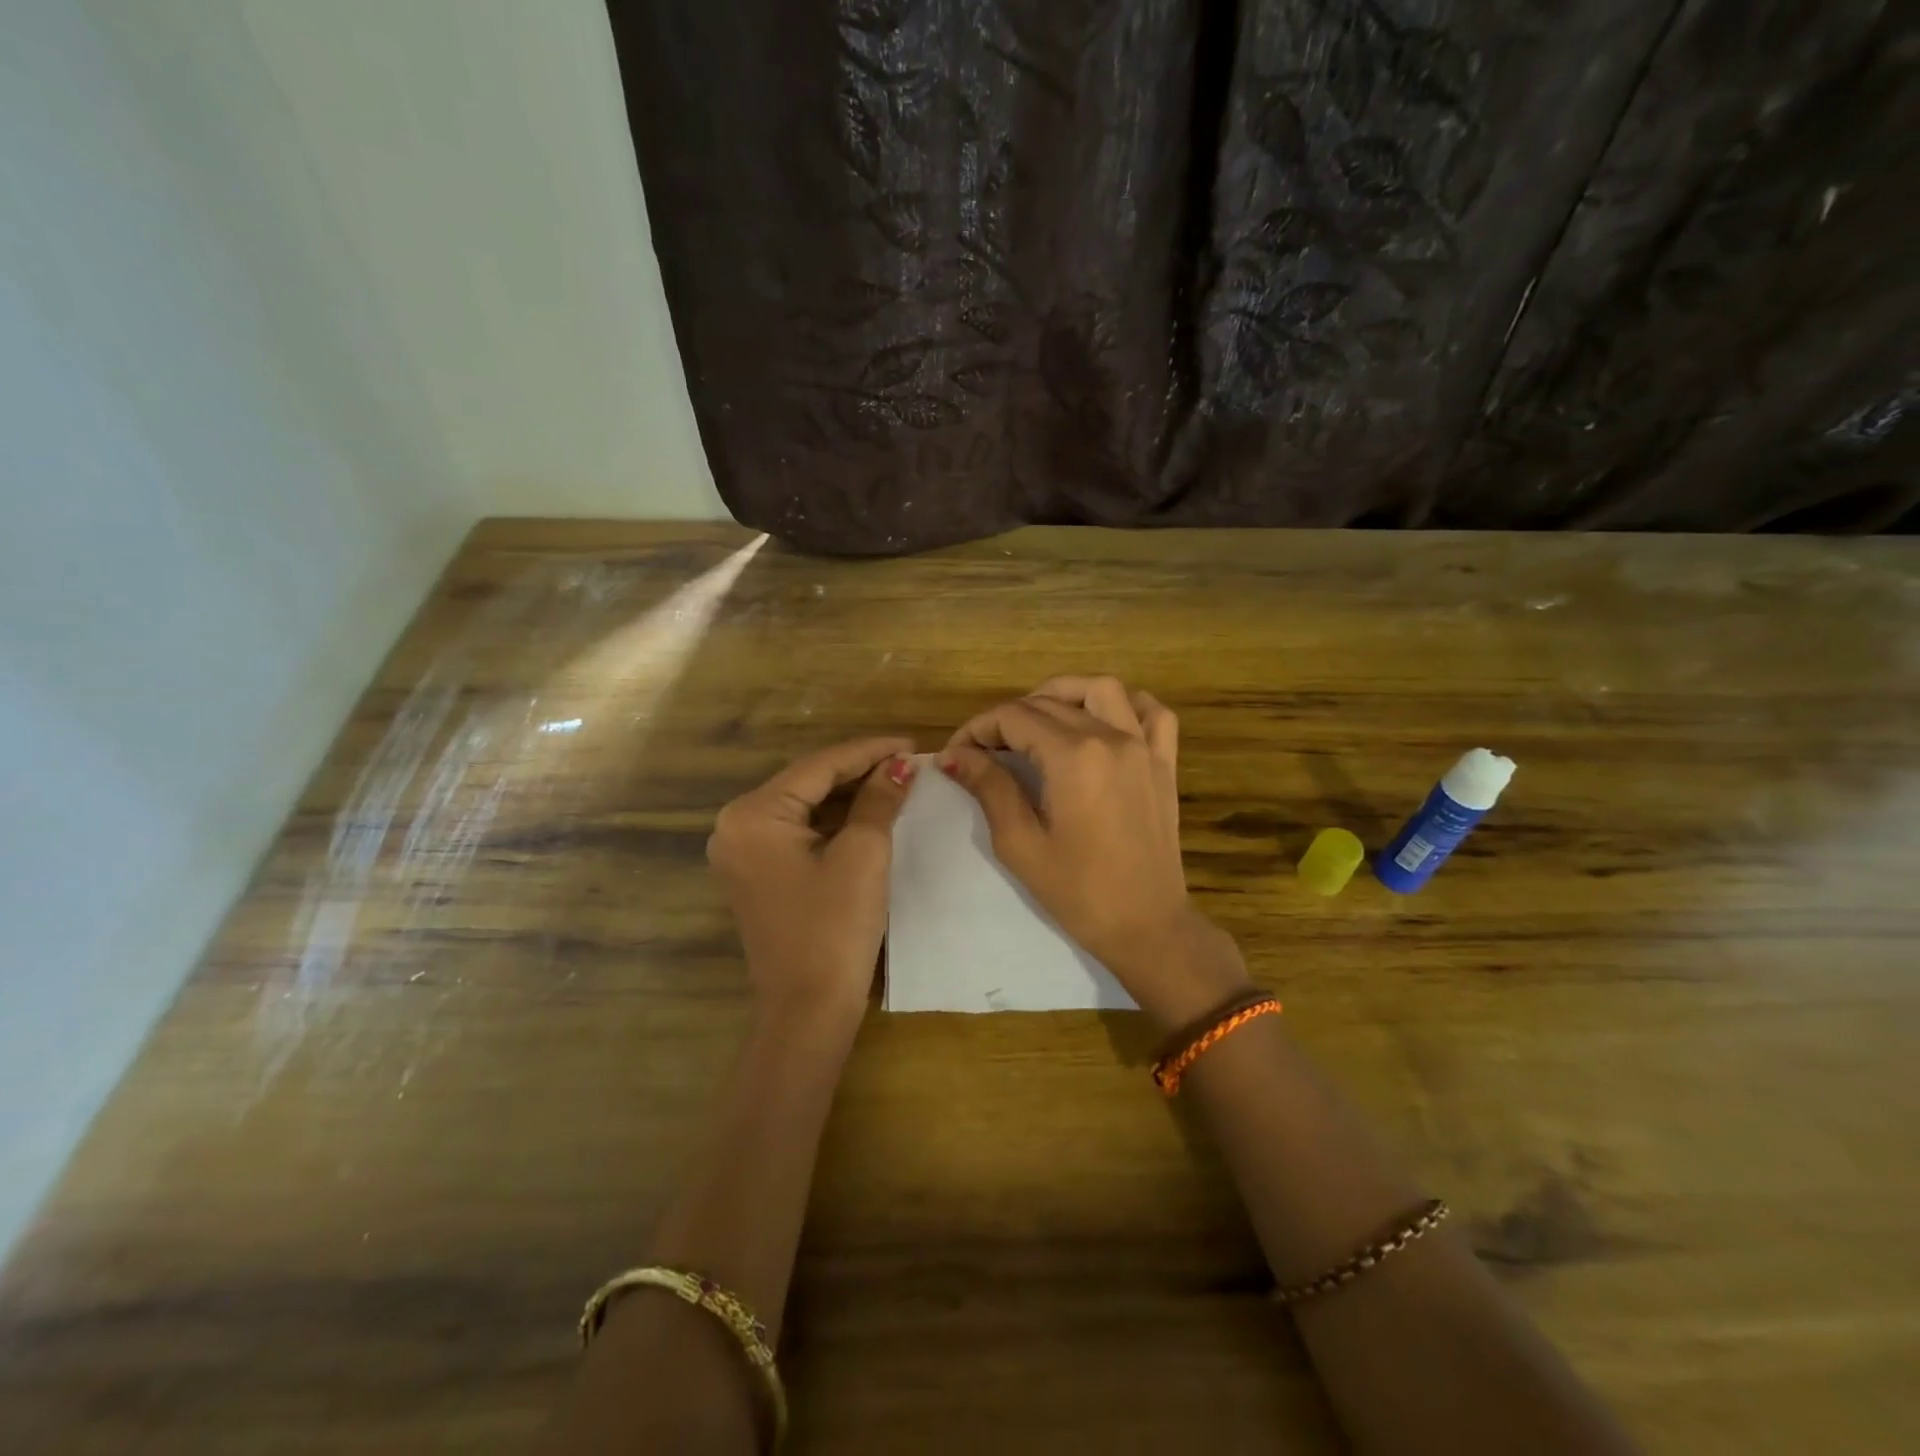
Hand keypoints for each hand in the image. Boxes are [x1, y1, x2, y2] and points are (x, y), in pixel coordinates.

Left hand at [708, 737, 916, 1033]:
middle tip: (908, 761)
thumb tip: (900, 765)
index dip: (869, 751)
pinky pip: (799, 832)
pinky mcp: (758, 873)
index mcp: (752, 815)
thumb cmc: (835, 928)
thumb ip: (879, 799)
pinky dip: (834, 821)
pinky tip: (869, 811)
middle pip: (808, 783)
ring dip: (849, 794)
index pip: (819, 766)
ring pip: (805, 806)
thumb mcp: (863, 855)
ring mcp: (743, 852)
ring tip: (896, 780)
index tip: (912, 743)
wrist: (808, 1010)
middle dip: (859, 770)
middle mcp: (736, 826)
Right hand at [942, 676, 1250, 1028]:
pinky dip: (1125, 705)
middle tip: (984, 748)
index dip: (978, 729)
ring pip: (1102, 689)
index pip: (1014, 718)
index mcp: (1073, 756)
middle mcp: (1111, 737)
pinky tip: (1102, 721)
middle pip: (1050, 702)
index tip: (957, 753)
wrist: (1147, 926)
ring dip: (1064, 694)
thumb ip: (990, 787)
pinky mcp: (1164, 762)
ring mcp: (1145, 746)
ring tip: (1037, 719)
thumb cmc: (1078, 892)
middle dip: (1008, 717)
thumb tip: (954, 755)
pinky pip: (1152, 712)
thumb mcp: (1021, 843)